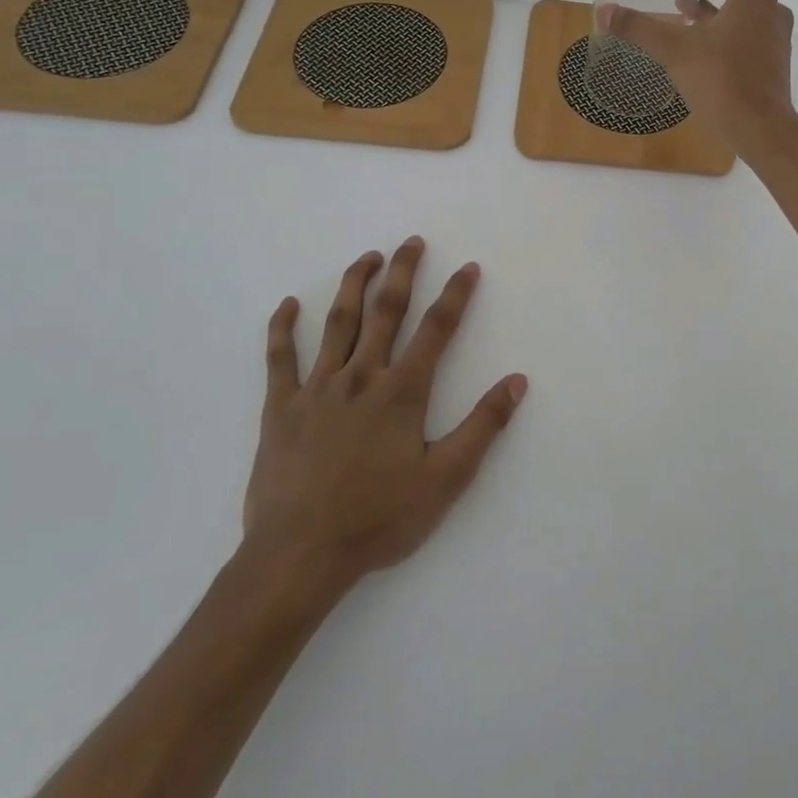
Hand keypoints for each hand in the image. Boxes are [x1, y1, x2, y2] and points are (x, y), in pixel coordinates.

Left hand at [241, 237, 527, 595]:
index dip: (455, 295)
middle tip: (411, 242)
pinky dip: (283, 329)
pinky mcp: (281, 408)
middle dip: (402, 273)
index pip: (437, 330)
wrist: (300, 555)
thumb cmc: (379, 518)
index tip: (468, 267)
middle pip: (386, 312)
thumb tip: (517, 381)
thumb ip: (482, 426)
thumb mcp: (446, 479)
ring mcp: (317, 389)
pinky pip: (280, 359)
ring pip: (338, 324)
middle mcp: (361, 377)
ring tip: (366, 257)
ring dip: (354, 285)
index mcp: (402, 392)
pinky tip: (289, 305)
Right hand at [602, 0, 795, 156]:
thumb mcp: (674, 50)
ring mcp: (774, 34)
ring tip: (680, 3)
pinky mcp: (772, 58)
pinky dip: (722, 24)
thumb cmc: (721, 80)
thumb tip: (603, 12)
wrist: (760, 128)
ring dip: (711, 2)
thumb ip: (638, 28)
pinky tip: (698, 37)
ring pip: (741, 6)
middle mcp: (770, 7)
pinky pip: (746, 28)